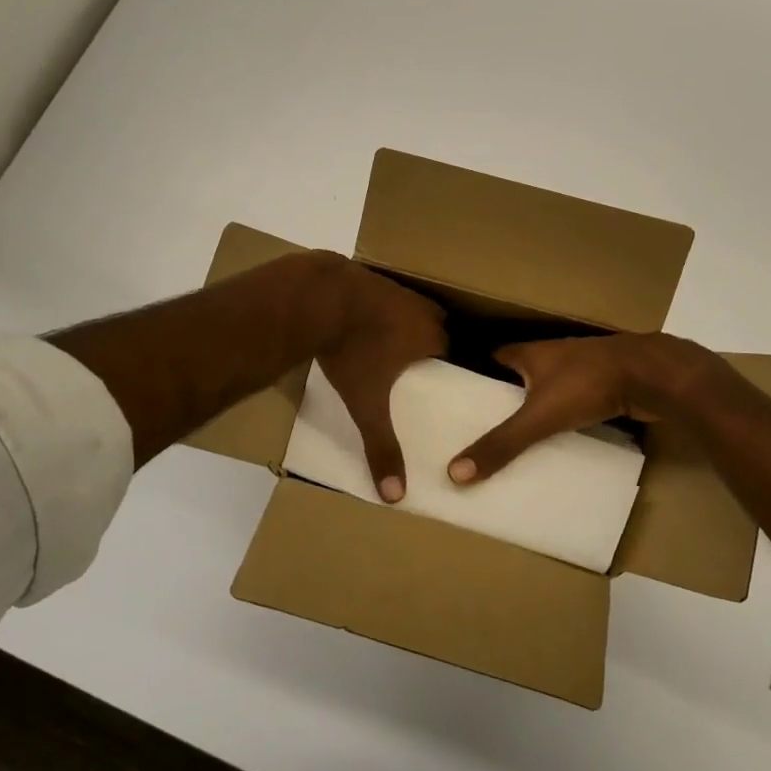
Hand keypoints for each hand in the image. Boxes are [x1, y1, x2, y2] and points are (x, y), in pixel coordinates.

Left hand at [313, 257, 447, 501]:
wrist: (317, 296)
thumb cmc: (350, 350)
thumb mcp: (365, 403)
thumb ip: (381, 446)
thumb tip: (395, 495)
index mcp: (427, 336)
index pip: (454, 347)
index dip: (452, 359)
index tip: (448, 371)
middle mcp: (418, 308)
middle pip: (438, 321)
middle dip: (434, 336)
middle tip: (424, 355)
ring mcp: (393, 287)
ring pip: (412, 303)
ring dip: (407, 317)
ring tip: (395, 336)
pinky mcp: (367, 275)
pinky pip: (385, 291)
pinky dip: (380, 303)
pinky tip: (363, 314)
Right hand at [447, 332, 723, 483]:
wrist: (653, 376)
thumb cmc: (588, 384)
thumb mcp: (539, 416)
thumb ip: (502, 444)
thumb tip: (454, 472)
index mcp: (532, 353)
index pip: (494, 357)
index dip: (477, 374)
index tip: (460, 397)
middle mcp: (554, 355)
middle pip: (521, 374)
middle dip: (505, 396)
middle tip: (484, 424)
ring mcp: (582, 369)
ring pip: (549, 387)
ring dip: (536, 406)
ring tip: (516, 436)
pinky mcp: (605, 385)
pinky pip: (575, 400)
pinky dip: (565, 415)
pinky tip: (559, 437)